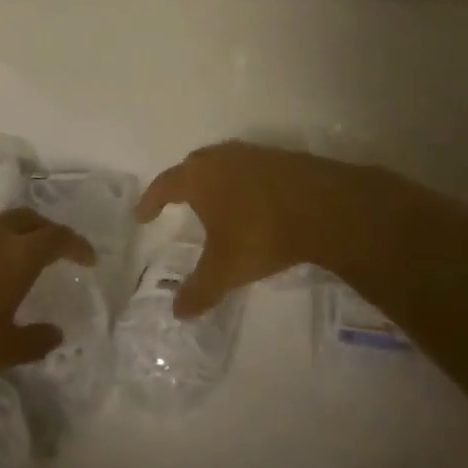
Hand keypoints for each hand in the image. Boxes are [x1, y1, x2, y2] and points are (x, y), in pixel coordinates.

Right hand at [137, 141, 411, 318]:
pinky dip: (243, 183)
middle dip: (182, 184)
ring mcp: (253, 154)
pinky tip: (253, 202)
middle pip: (193, 166)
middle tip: (178, 203)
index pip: (164, 184)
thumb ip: (199, 290)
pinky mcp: (281, 158)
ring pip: (224, 164)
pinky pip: (250, 169)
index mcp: (199, 177)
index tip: (143, 215)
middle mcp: (221, 158)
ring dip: (215, 182)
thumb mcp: (226, 270)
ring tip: (216, 203)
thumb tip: (177, 312)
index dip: (151, 201)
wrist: (324, 207)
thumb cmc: (261, 233)